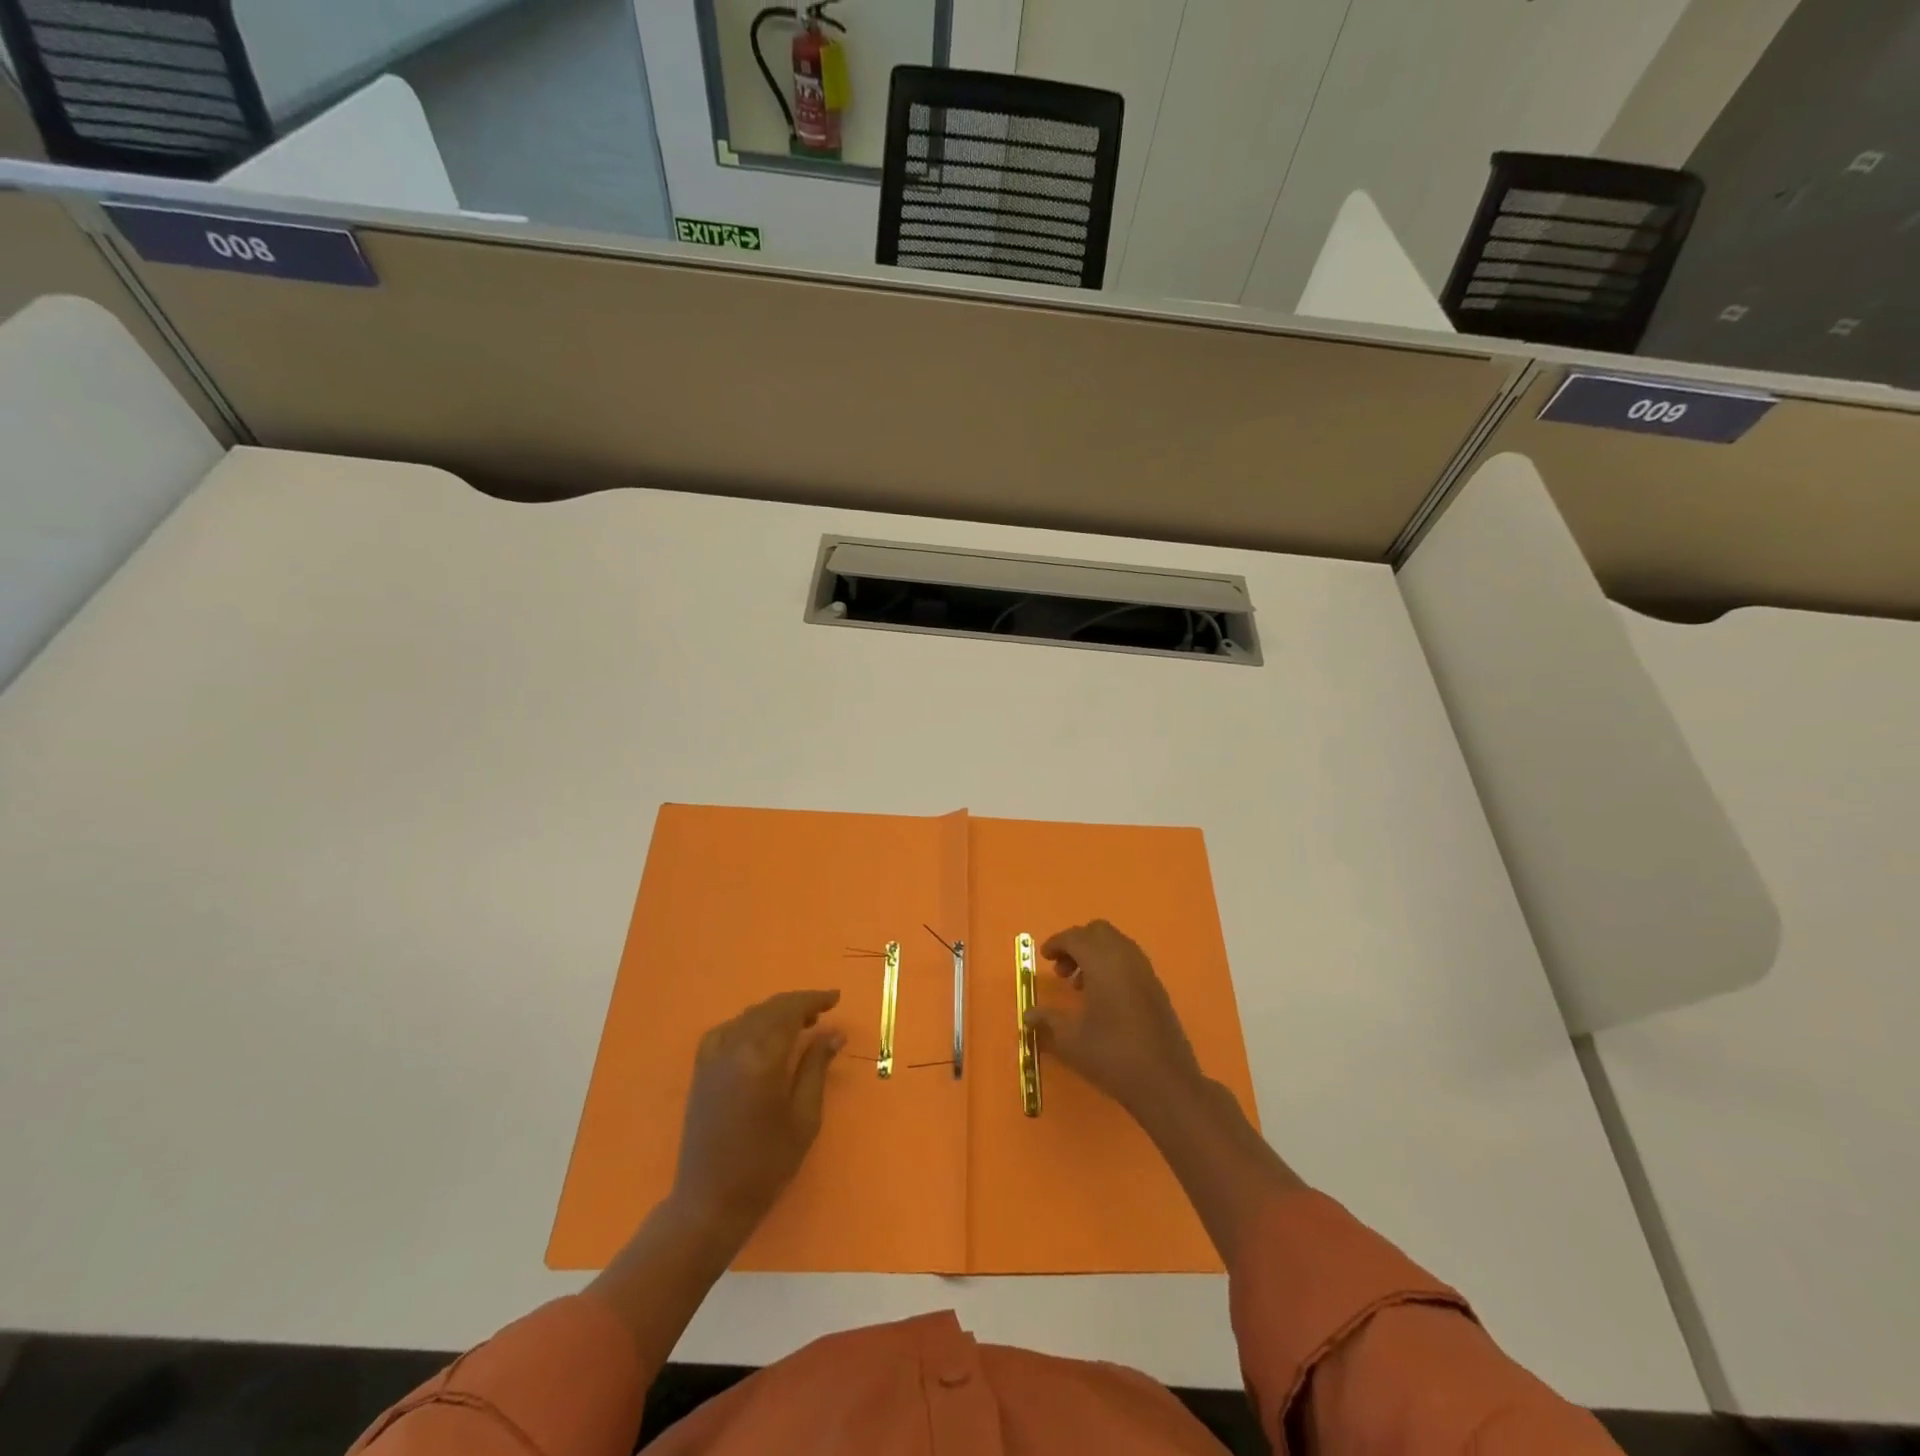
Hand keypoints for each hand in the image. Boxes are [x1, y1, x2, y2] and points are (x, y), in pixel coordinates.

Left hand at [672, 989, 843, 1236]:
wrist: (710, 1202)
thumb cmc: (766, 1164)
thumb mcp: (804, 1118)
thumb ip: (816, 1068)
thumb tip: (833, 1034)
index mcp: (762, 1059)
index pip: (790, 1012)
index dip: (814, 1000)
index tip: (835, 998)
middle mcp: (734, 1049)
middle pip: (769, 1009)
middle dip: (797, 1004)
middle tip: (822, 1012)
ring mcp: (713, 1058)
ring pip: (747, 1017)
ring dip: (774, 1013)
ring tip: (798, 1024)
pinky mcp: (700, 1070)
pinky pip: (725, 1031)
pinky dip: (746, 1024)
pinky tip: (758, 1036)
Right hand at [1025, 920, 1203, 1115]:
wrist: (1165, 1082)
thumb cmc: (1112, 1055)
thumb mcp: (1071, 1040)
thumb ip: (1047, 1021)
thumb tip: (1028, 1015)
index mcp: (1103, 962)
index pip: (1075, 937)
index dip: (1057, 943)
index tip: (1044, 958)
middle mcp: (1126, 958)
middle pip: (1099, 931)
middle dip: (1077, 943)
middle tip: (1062, 970)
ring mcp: (1145, 971)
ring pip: (1116, 944)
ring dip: (1095, 954)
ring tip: (1080, 986)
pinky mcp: (1157, 988)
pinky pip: (1130, 961)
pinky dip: (1112, 966)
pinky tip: (1103, 998)